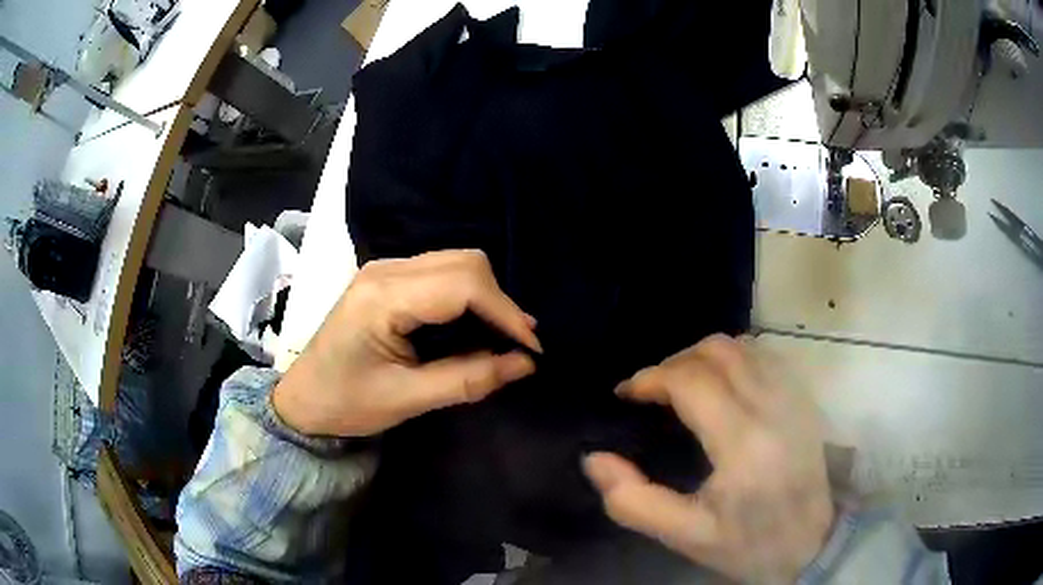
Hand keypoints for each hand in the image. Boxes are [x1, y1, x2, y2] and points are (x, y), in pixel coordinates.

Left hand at [273, 250, 541, 436]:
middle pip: (464, 262)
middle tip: (518, 343)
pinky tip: (476, 323)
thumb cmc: (346, 403)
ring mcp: (385, 269)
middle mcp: (385, 270)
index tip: (531, 348)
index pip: (462, 284)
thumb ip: (467, 379)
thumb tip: (525, 364)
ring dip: (487, 295)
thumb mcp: (406, 399)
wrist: (303, 400)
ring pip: (456, 262)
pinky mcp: (388, 278)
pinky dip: (468, 295)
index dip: (505, 312)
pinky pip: (442, 272)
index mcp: (383, 297)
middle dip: (500, 300)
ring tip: (504, 335)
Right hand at [583, 335, 832, 583]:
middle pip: (717, 350)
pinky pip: (764, 356)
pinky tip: (722, 385)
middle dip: (674, 362)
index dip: (650, 378)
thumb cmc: (747, 543)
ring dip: (704, 356)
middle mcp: (772, 406)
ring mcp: (793, 397)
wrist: (812, 542)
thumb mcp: (684, 535)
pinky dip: (734, 358)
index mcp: (742, 443)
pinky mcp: (804, 398)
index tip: (626, 394)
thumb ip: (633, 500)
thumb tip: (594, 458)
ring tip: (682, 385)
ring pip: (743, 346)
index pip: (691, 382)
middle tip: (652, 391)